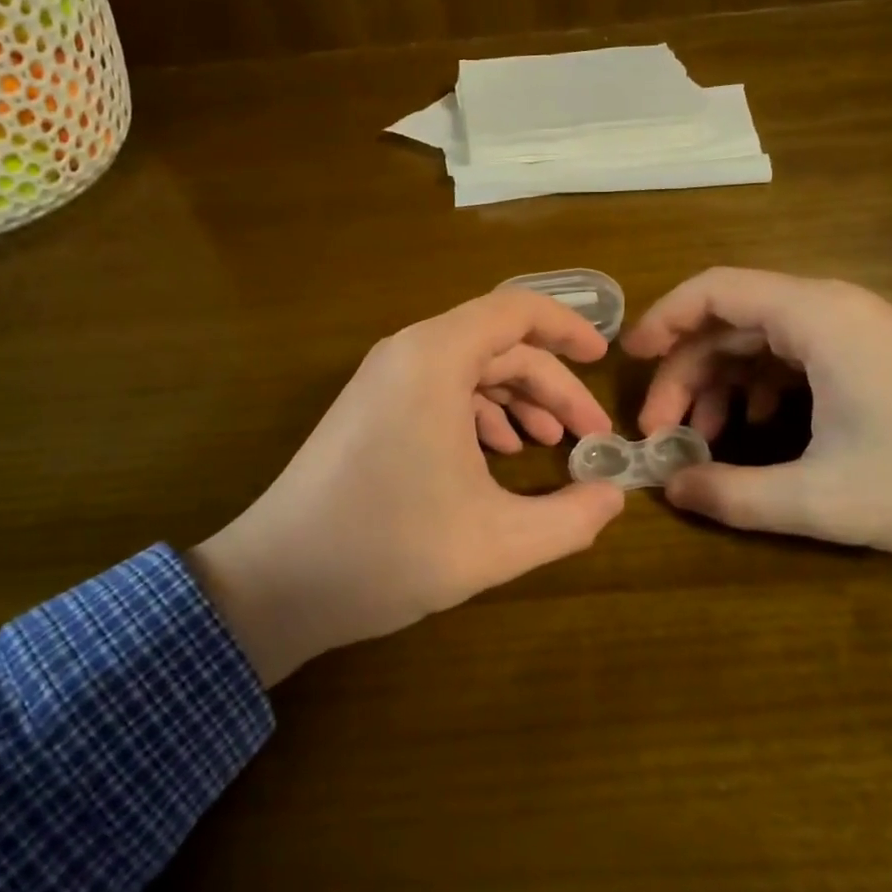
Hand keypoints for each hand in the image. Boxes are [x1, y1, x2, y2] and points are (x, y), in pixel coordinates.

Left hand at [187, 289, 625, 683]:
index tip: (604, 360)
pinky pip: (438, 391)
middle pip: (498, 346)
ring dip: (516, 401)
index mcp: (435, 359)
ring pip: (468, 370)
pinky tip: (497, 458)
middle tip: (589, 435)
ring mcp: (382, 382)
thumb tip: (614, 496)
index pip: (516, 310)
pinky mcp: (369, 410)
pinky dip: (478, 415)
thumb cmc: (389, 550)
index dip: (568, 327)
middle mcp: (407, 354)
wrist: (276, 582)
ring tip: (550, 445)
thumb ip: (571, 518)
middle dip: (551, 386)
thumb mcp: (497, 541)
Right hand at [623, 268, 891, 557]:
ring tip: (702, 440)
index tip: (628, 361)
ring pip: (761, 341)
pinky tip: (758, 432)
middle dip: (685, 372)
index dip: (661, 319)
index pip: (713, 289)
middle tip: (662, 432)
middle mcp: (831, 309)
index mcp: (815, 316)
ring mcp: (857, 331)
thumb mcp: (825, 498)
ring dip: (721, 384)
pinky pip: (795, 358)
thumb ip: (735, 495)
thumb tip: (670, 490)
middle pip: (730, 320)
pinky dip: (760, 389)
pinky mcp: (875, 356)